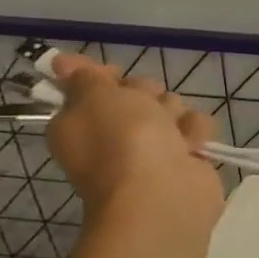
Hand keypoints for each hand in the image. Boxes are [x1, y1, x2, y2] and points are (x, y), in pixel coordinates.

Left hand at [45, 54, 224, 232]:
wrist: (161, 193)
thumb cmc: (121, 140)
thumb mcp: (93, 96)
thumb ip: (83, 76)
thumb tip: (62, 64)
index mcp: (80, 121)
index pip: (90, 85)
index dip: (102, 74)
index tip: (112, 72)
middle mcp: (114, 133)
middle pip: (137, 91)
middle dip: (146, 93)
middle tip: (146, 108)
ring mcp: (152, 147)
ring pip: (171, 106)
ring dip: (175, 113)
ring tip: (173, 132)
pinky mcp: (185, 157)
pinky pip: (195, 128)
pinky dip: (196, 133)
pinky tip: (192, 145)